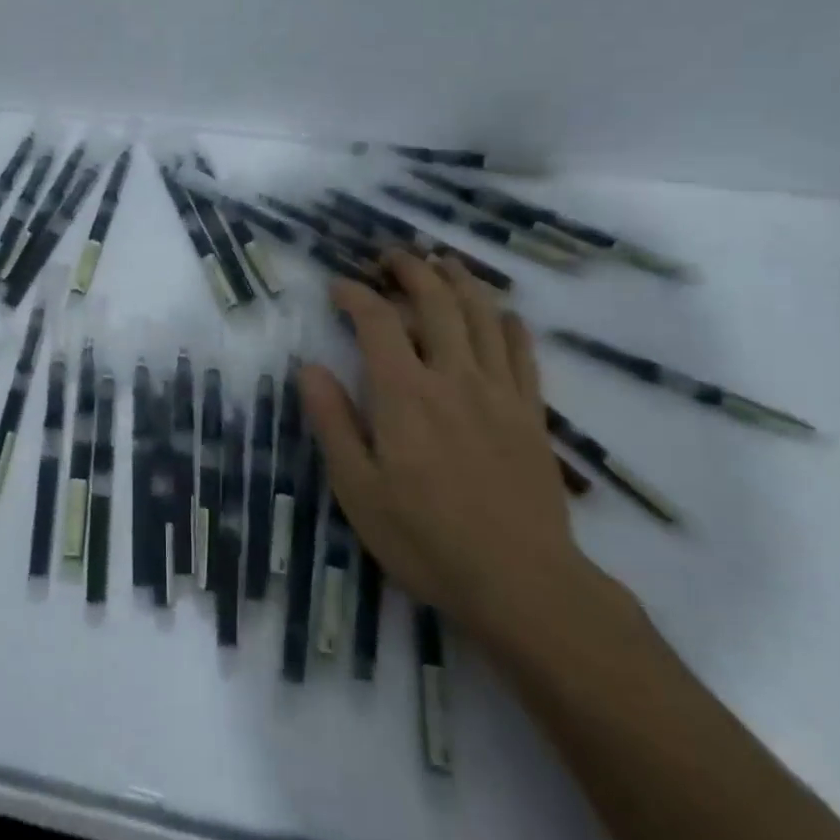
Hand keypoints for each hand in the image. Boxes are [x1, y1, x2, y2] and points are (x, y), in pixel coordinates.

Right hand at [301, 251, 592, 645]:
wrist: (521, 583)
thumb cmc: (425, 539)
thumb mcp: (357, 488)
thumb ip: (332, 422)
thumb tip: (308, 368)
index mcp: (404, 393)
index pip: (377, 320)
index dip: (355, 294)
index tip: (338, 286)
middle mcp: (453, 377)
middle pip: (436, 301)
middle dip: (412, 269)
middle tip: (392, 256)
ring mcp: (499, 392)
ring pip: (483, 315)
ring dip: (461, 281)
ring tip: (443, 263)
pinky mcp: (531, 413)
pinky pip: (523, 352)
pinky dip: (509, 323)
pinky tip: (501, 313)